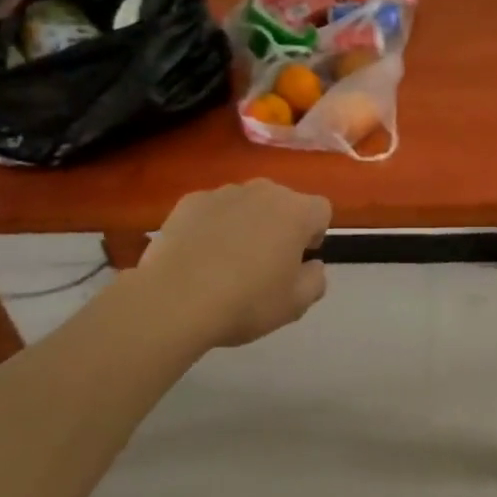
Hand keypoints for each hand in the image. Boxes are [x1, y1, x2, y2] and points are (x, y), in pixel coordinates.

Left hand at [138, 180, 332, 347]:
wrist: (174, 300)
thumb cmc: (246, 302)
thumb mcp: (295, 304)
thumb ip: (316, 280)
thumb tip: (314, 266)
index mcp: (296, 212)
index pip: (321, 210)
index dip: (315, 233)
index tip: (299, 259)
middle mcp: (264, 191)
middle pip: (283, 202)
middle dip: (280, 225)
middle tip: (265, 262)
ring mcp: (224, 192)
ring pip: (246, 203)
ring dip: (246, 223)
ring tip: (227, 260)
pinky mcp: (190, 201)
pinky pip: (212, 209)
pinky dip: (212, 225)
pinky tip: (199, 256)